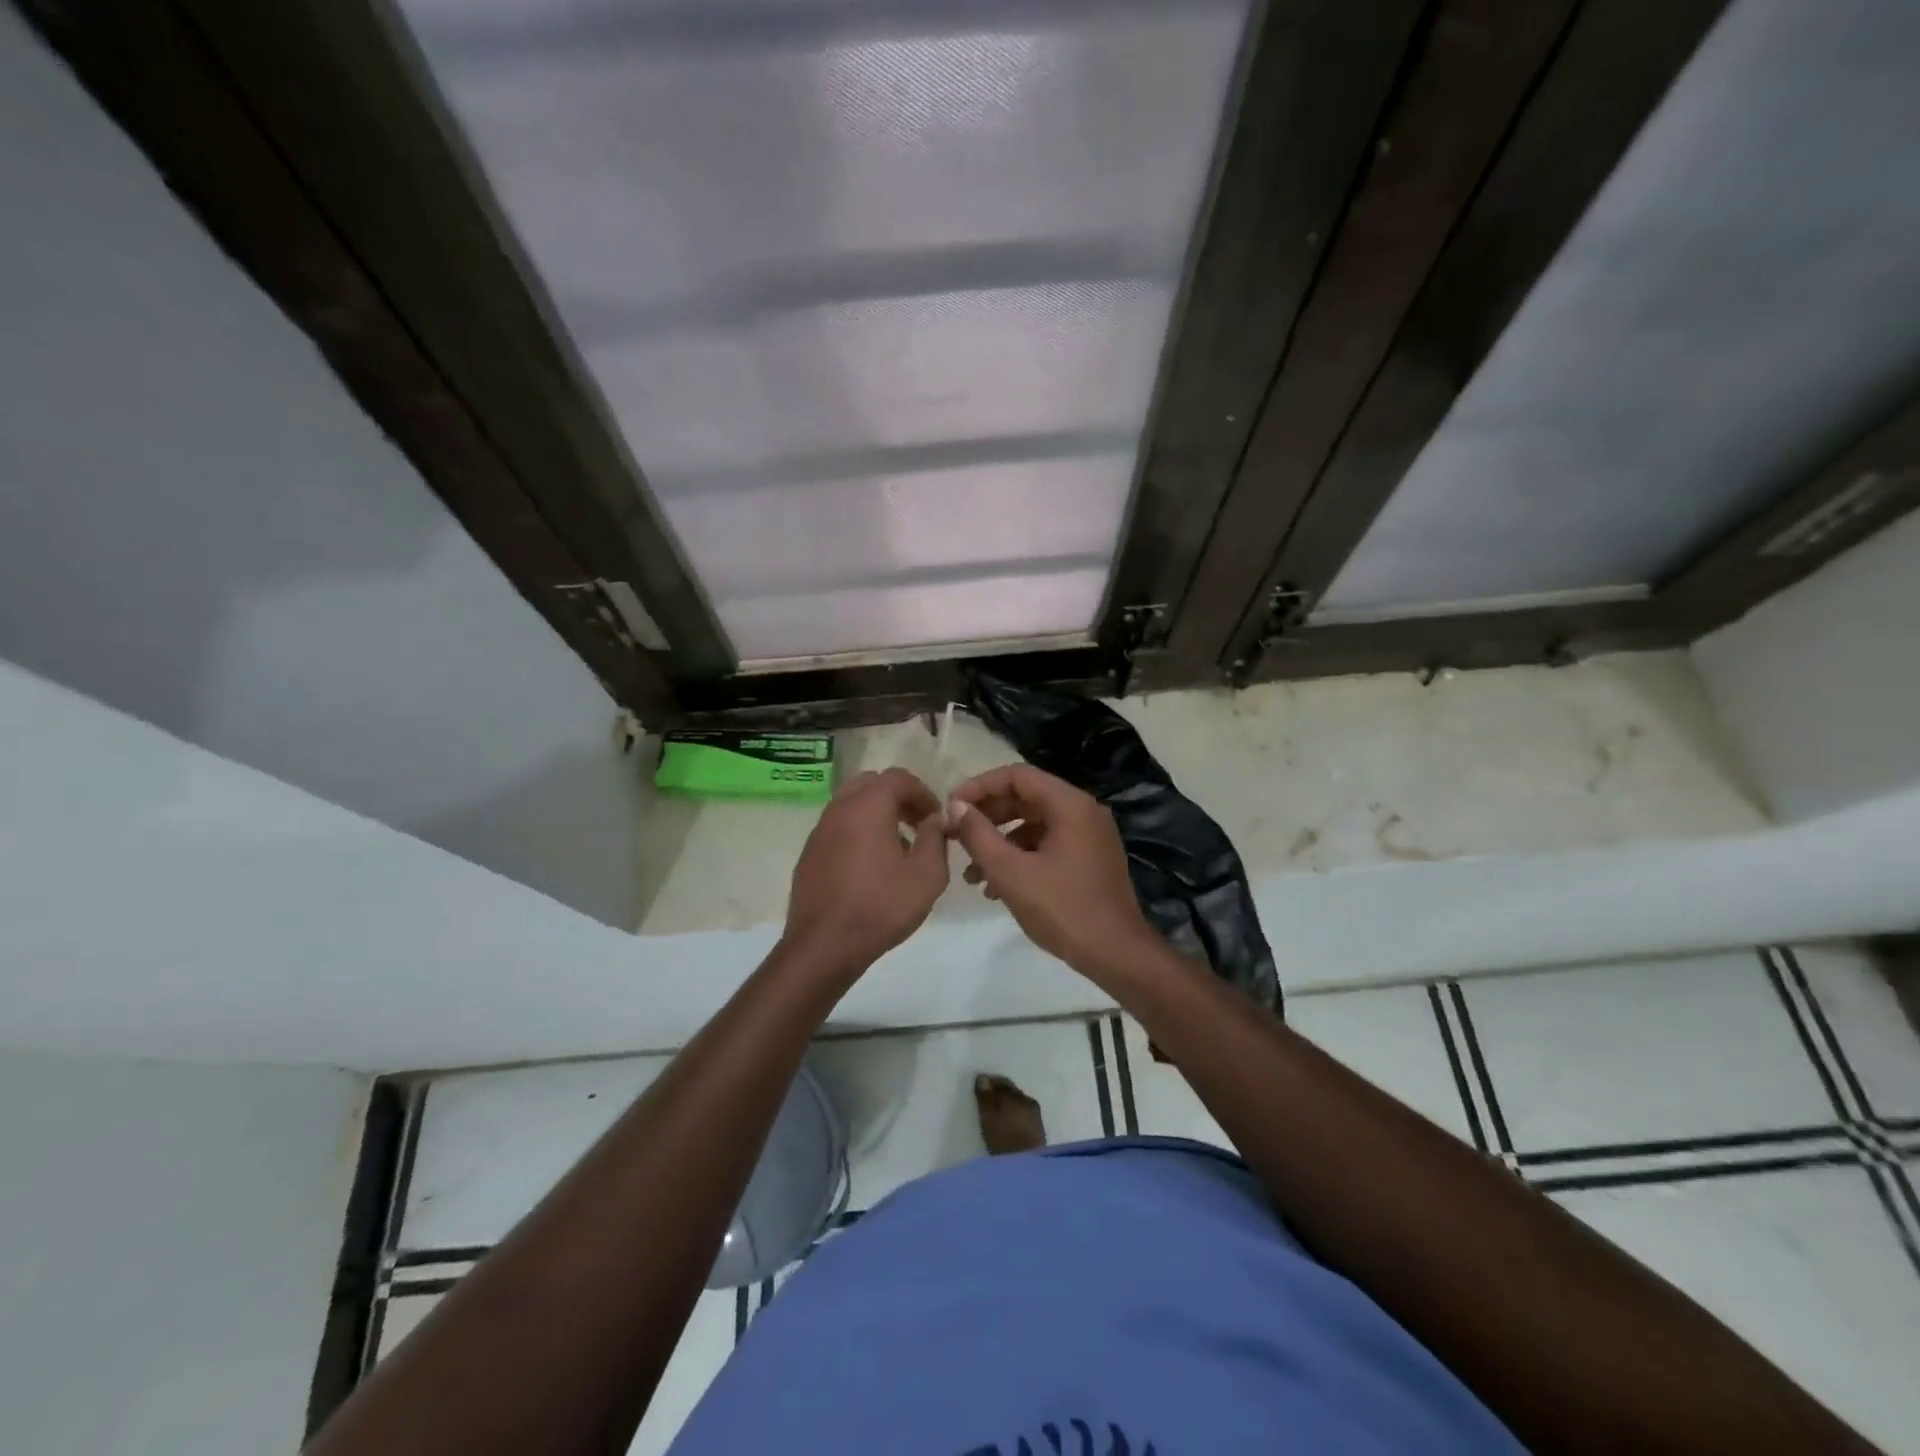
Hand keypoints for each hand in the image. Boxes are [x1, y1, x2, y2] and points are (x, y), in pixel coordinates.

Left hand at [781, 768, 948, 978]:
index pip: (899, 778)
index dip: (923, 792)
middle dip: (897, 797)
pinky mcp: (809, 853)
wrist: (824, 945)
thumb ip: (935, 838)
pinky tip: (871, 865)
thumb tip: (934, 820)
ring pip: (851, 804)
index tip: (936, 817)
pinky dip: (858, 831)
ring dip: (876, 814)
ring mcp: (819, 830)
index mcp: (868, 806)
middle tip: (916, 824)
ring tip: (897, 846)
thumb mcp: (927, 875)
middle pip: (871, 784)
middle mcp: (839, 808)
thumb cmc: (881, 906)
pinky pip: (838, 828)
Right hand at [946, 763, 1159, 977]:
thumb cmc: (1063, 909)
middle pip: (1026, 798)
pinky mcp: (1089, 859)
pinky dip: (1020, 857)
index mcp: (1070, 805)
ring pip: (1034, 825)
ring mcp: (1089, 836)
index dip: (980, 787)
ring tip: (970, 873)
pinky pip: (1047, 845)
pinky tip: (995, 888)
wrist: (1117, 955)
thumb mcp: (1011, 872)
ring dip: (1000, 842)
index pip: (1017, 776)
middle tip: (956, 836)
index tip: (952, 807)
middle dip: (987, 816)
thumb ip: (978, 834)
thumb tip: (956, 805)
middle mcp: (1083, 811)